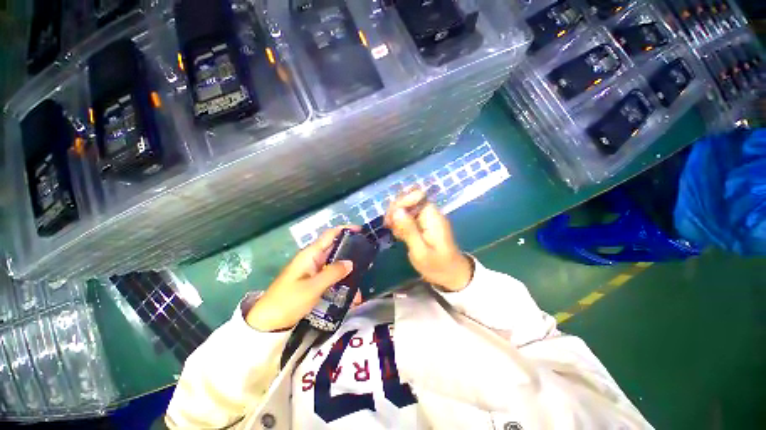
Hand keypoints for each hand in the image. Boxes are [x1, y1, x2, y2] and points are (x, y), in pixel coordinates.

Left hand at [246, 226, 359, 331]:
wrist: (268, 323)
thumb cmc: (289, 300)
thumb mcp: (313, 287)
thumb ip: (333, 273)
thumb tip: (350, 263)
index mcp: (311, 254)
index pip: (330, 235)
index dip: (345, 229)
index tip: (361, 231)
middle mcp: (313, 259)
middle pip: (335, 249)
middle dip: (351, 252)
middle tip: (367, 257)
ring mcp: (314, 271)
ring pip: (335, 264)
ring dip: (348, 270)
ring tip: (362, 278)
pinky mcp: (314, 282)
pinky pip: (331, 277)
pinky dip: (341, 281)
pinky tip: (351, 293)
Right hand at [384, 188, 473, 291]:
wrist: (451, 275)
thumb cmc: (438, 266)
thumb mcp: (421, 252)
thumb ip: (409, 231)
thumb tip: (396, 211)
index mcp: (432, 217)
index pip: (417, 195)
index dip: (403, 201)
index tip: (392, 217)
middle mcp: (429, 213)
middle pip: (409, 199)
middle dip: (396, 209)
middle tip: (389, 226)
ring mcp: (426, 219)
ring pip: (406, 208)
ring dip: (396, 217)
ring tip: (395, 234)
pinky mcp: (422, 225)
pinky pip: (408, 217)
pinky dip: (400, 223)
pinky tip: (399, 235)